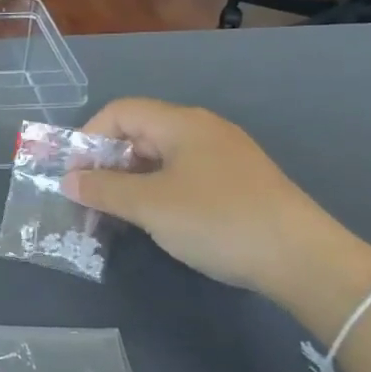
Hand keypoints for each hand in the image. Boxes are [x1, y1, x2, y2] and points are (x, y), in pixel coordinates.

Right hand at [63, 99, 370, 303]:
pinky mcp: (236, 183)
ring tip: (114, 213)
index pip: (119, 112)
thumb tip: (68, 180)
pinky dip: (156, 191)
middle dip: (106, 162)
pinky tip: (153, 220)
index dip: (88, 138)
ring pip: (160, 157)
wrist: (302, 259)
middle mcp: (202, 130)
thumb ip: (103, 190)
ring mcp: (223, 156)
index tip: (73, 175)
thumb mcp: (149, 205)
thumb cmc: (217, 220)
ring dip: (129, 180)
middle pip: (139, 133)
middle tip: (89, 198)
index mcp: (181, 123)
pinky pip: (182, 175)